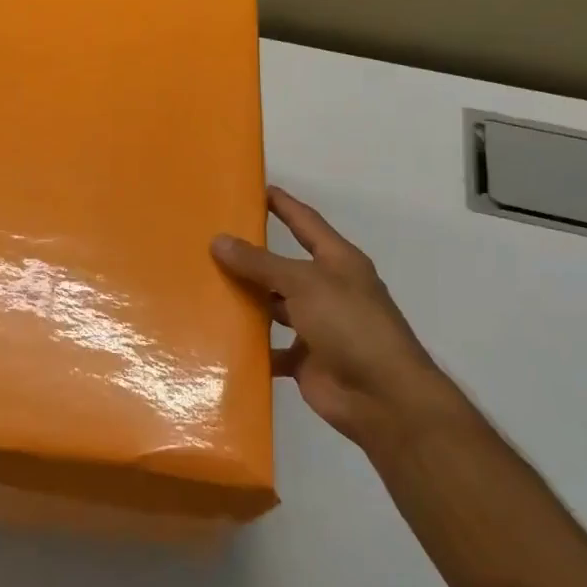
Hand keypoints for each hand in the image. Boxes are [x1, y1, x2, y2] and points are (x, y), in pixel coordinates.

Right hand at [212, 187, 465, 446]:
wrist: (382, 397)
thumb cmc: (350, 325)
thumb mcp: (304, 284)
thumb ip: (260, 264)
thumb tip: (219, 240)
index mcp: (338, 262)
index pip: (305, 223)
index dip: (283, 205)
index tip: (254, 189)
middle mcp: (328, 290)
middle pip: (284, 267)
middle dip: (252, 257)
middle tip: (210, 242)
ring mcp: (317, 326)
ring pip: (273, 307)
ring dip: (246, 301)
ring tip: (204, 288)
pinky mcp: (305, 359)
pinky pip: (271, 348)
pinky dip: (250, 345)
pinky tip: (218, 338)